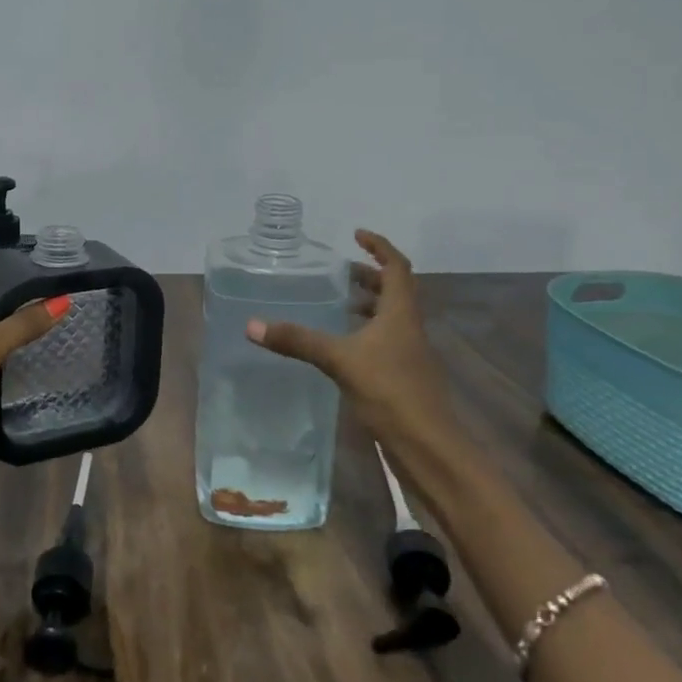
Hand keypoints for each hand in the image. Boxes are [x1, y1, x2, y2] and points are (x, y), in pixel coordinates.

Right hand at [246, 229, 459, 457]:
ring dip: (367, 305)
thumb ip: (298, 340)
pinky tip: (342, 346)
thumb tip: (252, 325)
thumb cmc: (391, 391)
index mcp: (401, 313)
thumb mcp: (340, 360)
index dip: (379, 247)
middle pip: (394, 290)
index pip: (396, 267)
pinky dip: (365, 332)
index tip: (356, 235)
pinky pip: (384, 341)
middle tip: (338, 272)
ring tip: (336, 304)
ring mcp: (409, 353)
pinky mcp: (403, 376)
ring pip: (390, 317)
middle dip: (369, 276)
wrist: (429, 447)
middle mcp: (409, 327)